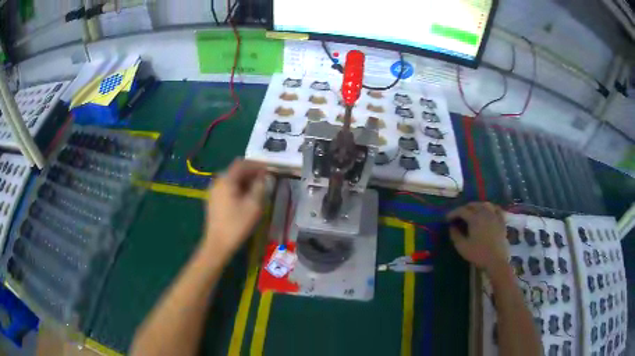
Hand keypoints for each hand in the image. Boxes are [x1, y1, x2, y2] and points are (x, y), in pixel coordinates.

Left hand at [203, 159, 268, 257]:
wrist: (218, 244)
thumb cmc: (237, 224)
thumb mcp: (253, 205)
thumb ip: (260, 187)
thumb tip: (263, 176)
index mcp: (226, 180)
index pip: (242, 163)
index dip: (257, 164)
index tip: (269, 169)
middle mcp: (218, 181)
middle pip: (236, 170)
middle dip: (251, 172)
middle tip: (265, 179)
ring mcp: (213, 191)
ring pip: (232, 179)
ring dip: (245, 180)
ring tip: (258, 188)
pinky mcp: (213, 200)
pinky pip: (227, 187)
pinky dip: (238, 187)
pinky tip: (246, 197)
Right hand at [447, 202, 508, 275]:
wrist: (496, 260)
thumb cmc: (478, 254)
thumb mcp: (462, 247)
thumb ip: (455, 235)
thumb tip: (452, 227)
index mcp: (474, 218)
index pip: (461, 211)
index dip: (453, 213)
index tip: (447, 219)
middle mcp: (485, 213)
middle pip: (473, 205)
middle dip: (464, 208)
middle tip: (458, 215)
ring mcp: (495, 216)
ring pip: (485, 204)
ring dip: (477, 206)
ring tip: (472, 211)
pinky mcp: (502, 221)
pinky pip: (497, 209)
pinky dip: (491, 207)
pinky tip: (489, 210)